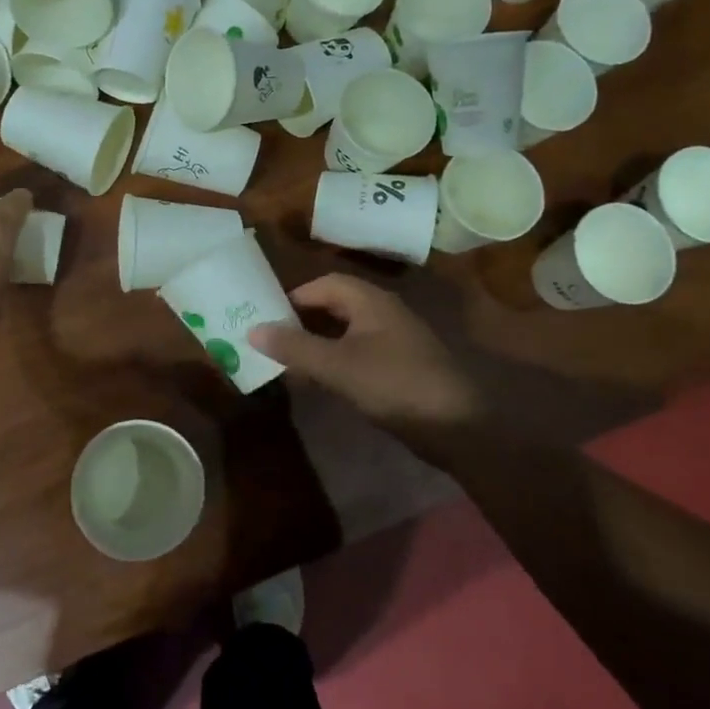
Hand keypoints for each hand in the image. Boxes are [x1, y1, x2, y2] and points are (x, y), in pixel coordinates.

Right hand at [248, 274, 483, 441]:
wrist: (457, 424)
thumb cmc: (394, 384)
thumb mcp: (337, 365)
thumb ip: (294, 347)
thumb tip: (252, 329)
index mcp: (370, 301)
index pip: (324, 284)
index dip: (294, 297)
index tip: (267, 317)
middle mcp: (384, 312)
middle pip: (336, 305)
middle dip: (304, 320)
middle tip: (273, 340)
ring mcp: (395, 340)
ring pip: (347, 331)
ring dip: (319, 342)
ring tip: (290, 362)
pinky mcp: (401, 367)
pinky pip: (360, 353)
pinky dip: (337, 361)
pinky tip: (324, 382)